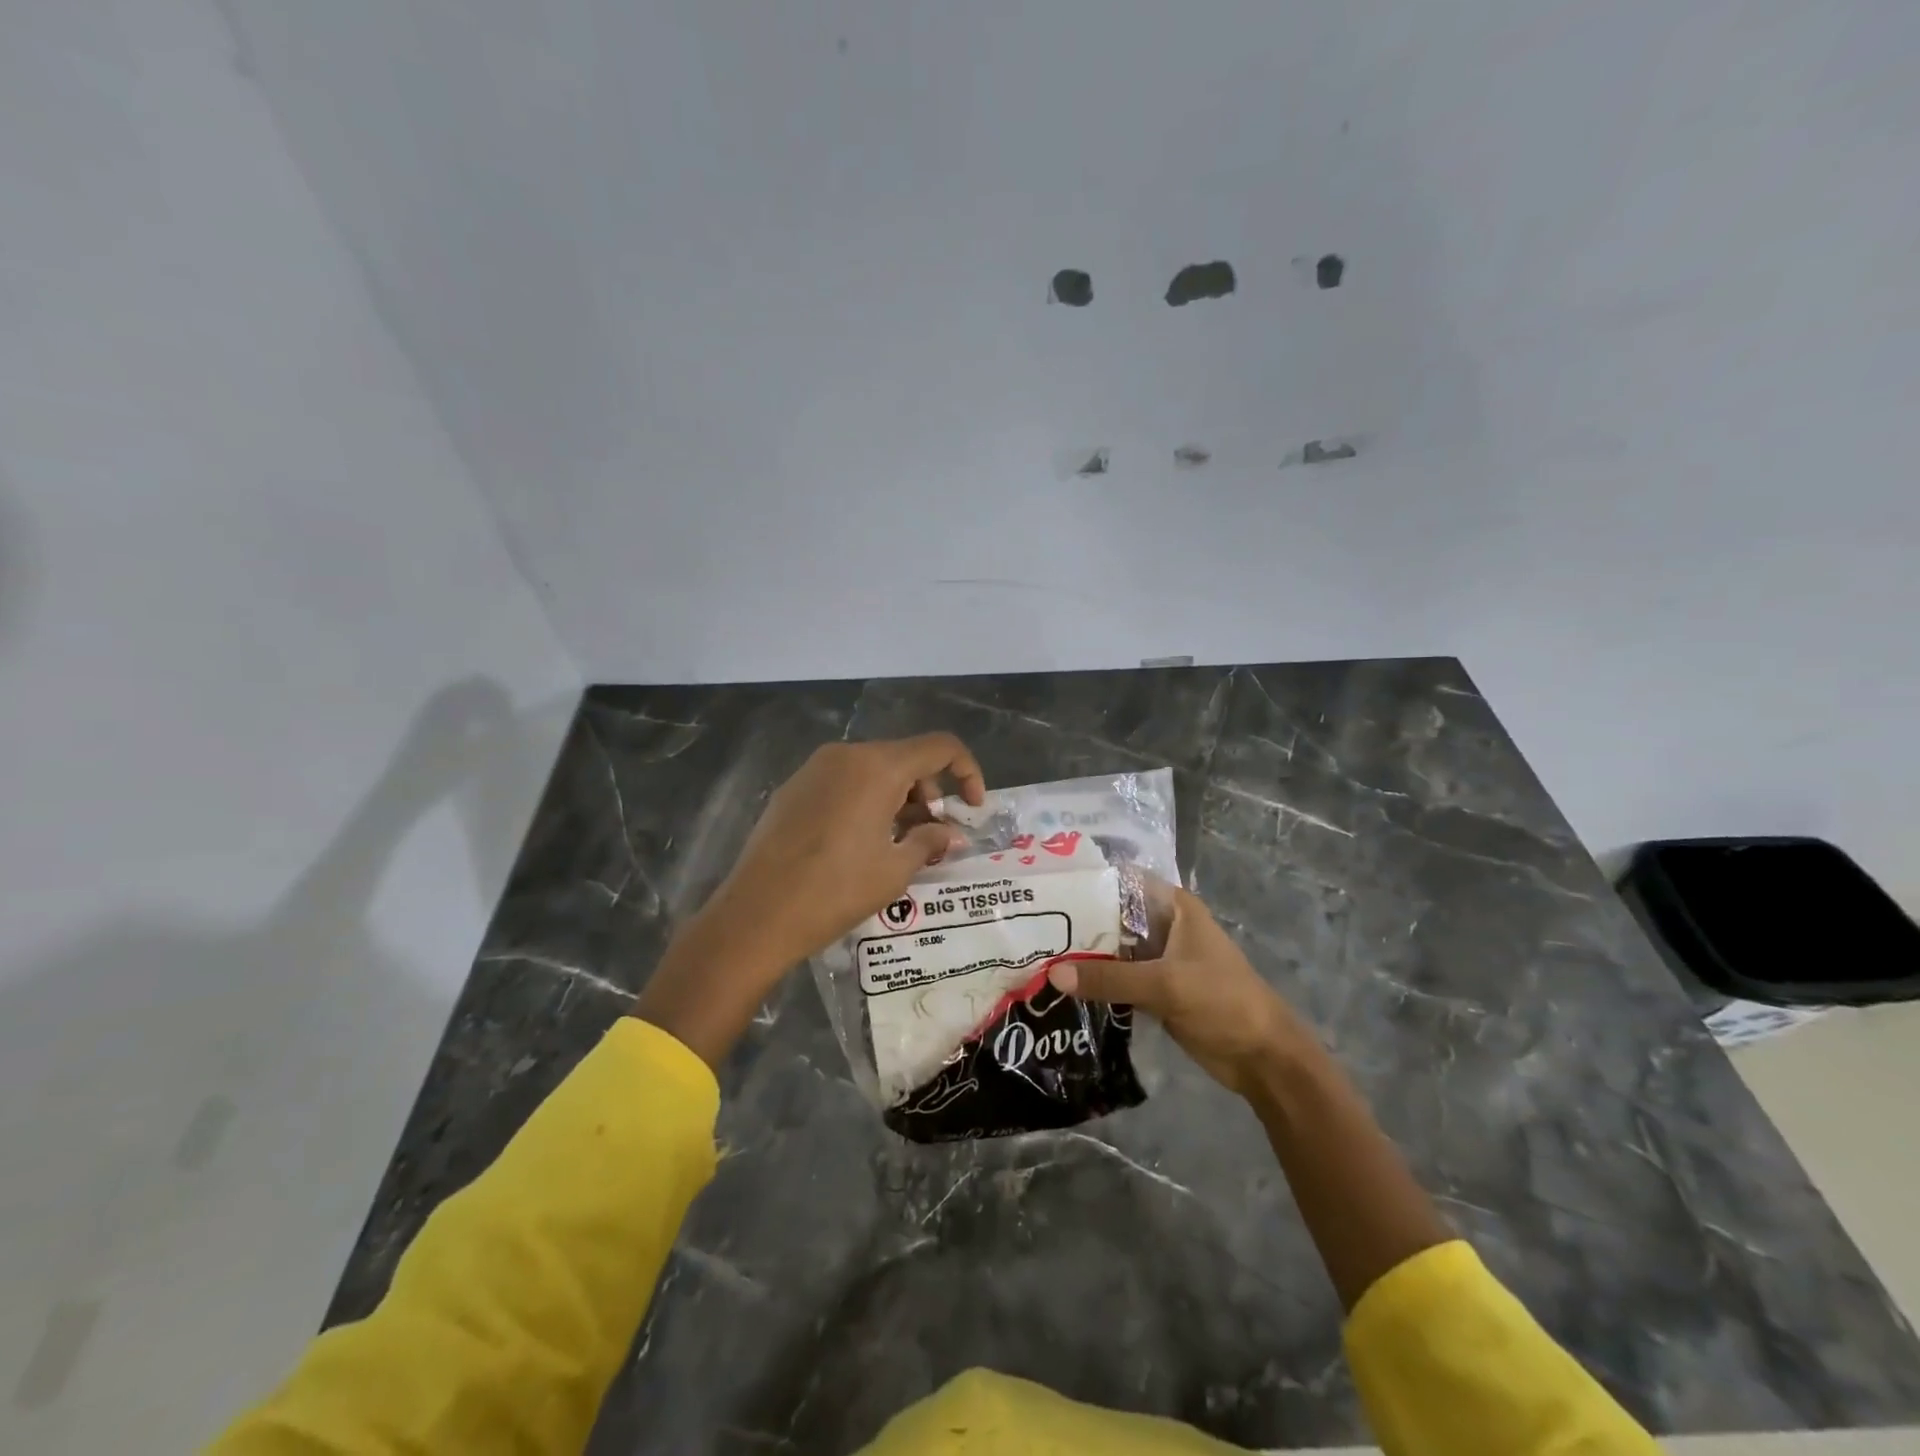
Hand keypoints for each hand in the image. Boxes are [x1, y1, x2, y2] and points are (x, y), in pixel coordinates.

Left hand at [710, 733, 985, 969]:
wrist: (756, 915)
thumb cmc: (835, 891)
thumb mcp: (894, 870)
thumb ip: (930, 841)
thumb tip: (951, 834)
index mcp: (878, 767)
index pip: (940, 747)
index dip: (968, 771)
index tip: (973, 808)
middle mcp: (847, 755)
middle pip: (905, 758)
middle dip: (930, 792)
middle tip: (933, 836)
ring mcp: (814, 769)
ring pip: (874, 770)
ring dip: (898, 798)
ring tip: (898, 844)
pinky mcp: (793, 788)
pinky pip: (844, 782)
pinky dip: (866, 801)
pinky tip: (860, 842)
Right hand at [1048, 886, 1308, 1096]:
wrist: (1262, 1057)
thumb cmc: (1223, 1002)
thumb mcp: (1165, 984)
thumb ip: (1110, 978)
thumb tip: (1052, 974)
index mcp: (1174, 907)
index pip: (1122, 881)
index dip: (1087, 881)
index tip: (1046, 886)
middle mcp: (1164, 926)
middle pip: (1112, 916)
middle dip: (1076, 922)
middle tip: (1029, 925)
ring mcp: (1158, 959)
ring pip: (1112, 949)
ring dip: (1082, 955)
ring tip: (1034, 953)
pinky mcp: (1154, 989)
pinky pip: (1116, 978)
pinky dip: (1094, 981)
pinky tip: (1059, 984)